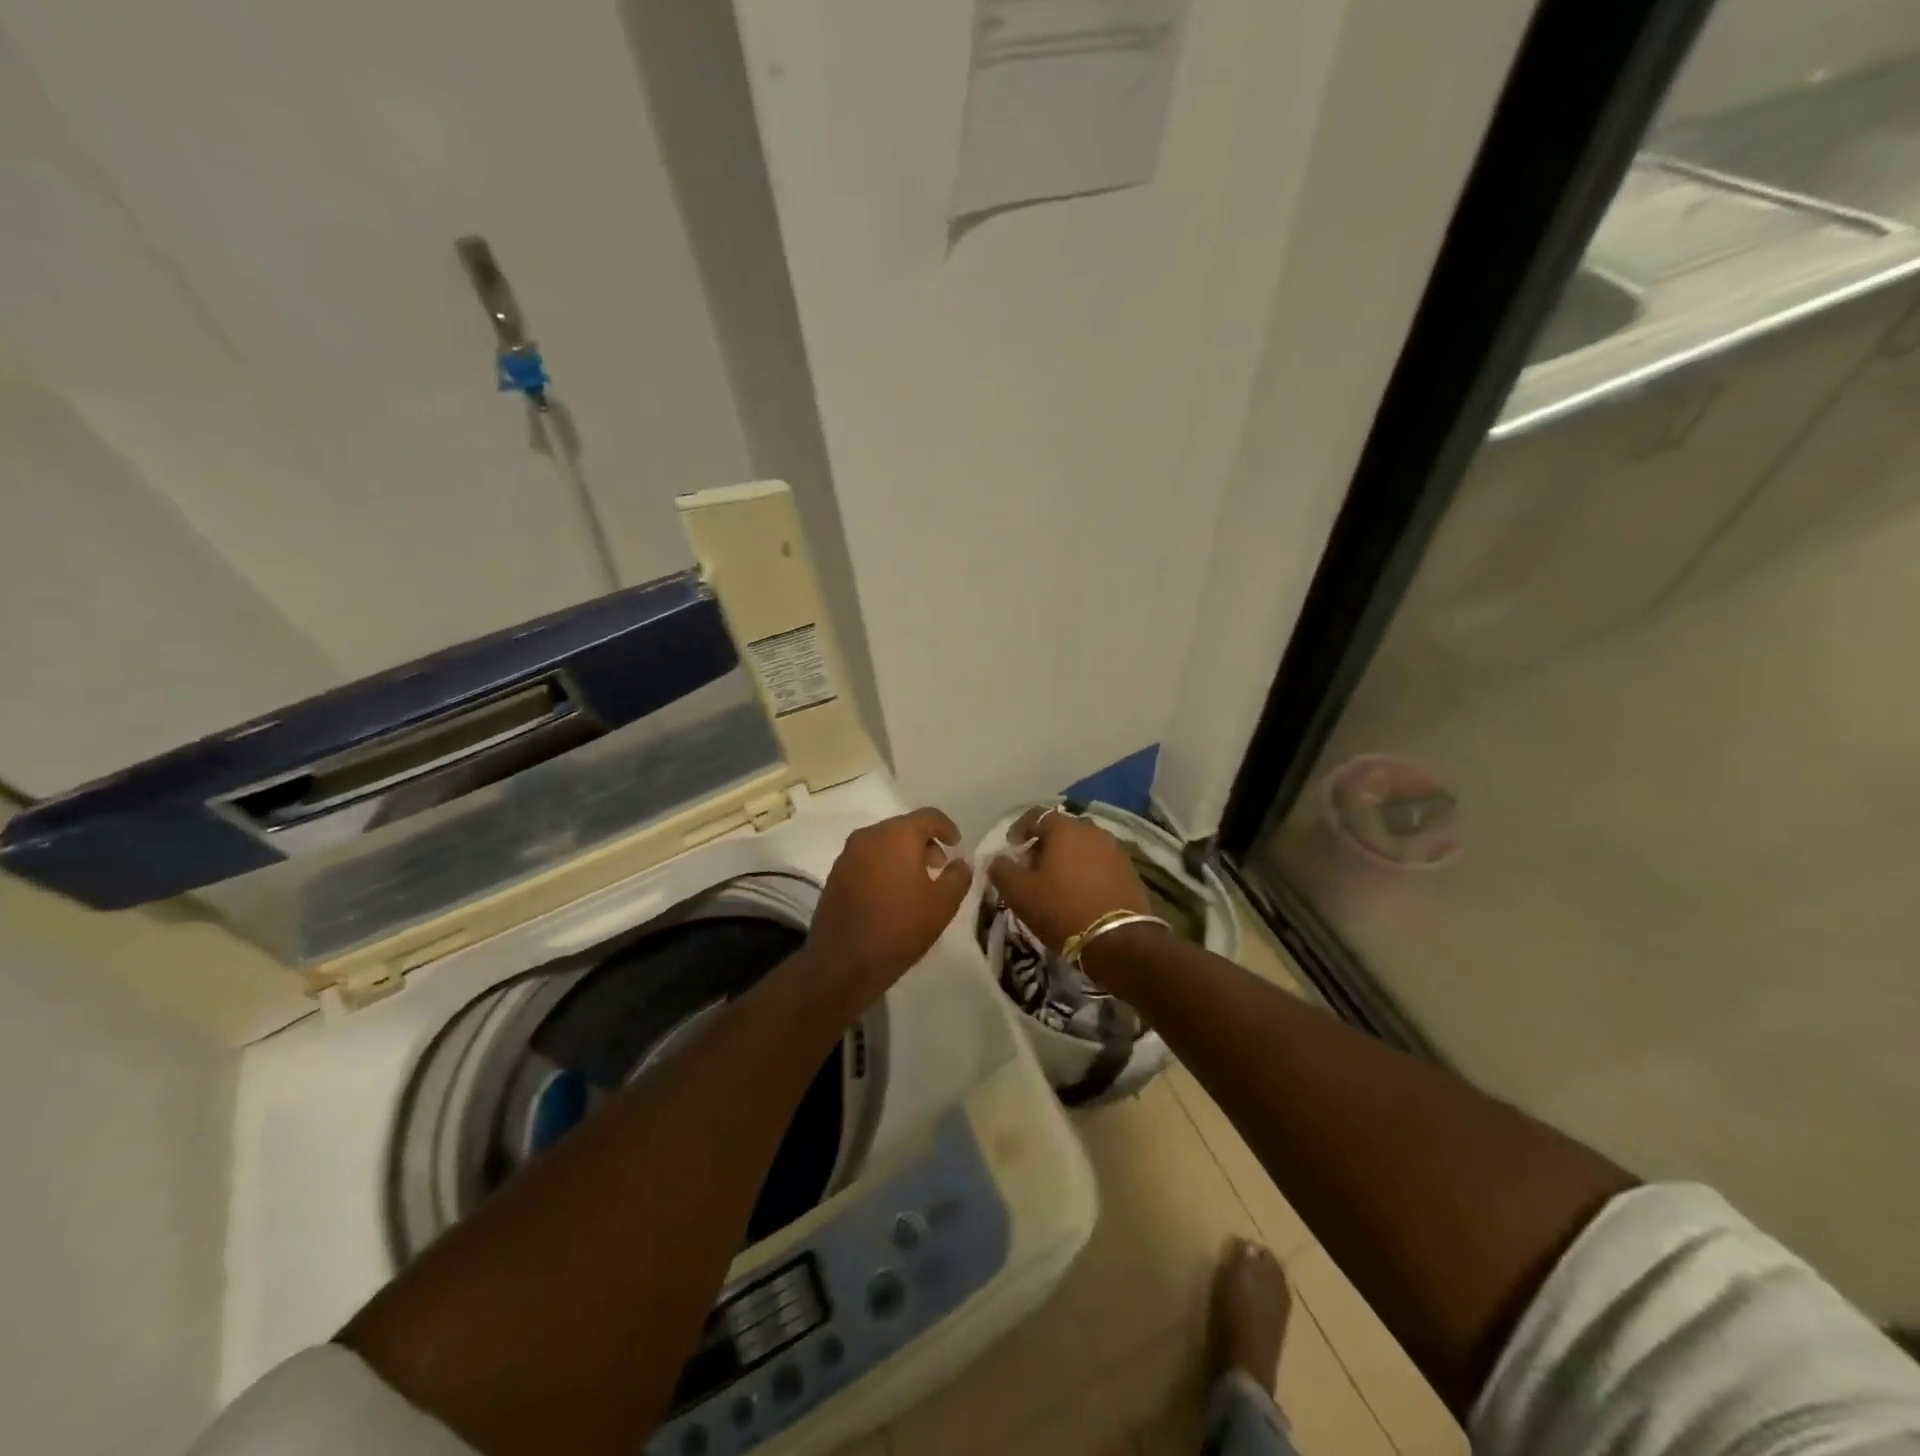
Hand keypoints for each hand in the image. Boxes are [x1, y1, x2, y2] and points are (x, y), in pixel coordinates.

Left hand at [805, 808, 971, 1004]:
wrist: (842, 963)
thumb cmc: (899, 928)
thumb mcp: (943, 904)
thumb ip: (958, 876)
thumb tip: (960, 863)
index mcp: (896, 835)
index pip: (928, 816)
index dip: (947, 827)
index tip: (957, 845)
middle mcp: (869, 836)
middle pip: (903, 827)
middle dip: (925, 842)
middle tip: (939, 866)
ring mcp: (847, 855)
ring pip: (883, 843)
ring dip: (903, 854)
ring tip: (917, 882)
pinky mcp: (835, 875)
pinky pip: (867, 859)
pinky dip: (884, 866)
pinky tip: (892, 893)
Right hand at [986, 806, 1152, 958]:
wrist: (1118, 941)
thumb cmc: (1062, 909)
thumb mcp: (1019, 893)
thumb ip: (1002, 870)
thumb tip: (997, 859)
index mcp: (1064, 828)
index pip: (1036, 815)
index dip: (1020, 829)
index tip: (1011, 847)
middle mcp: (1092, 830)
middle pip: (1062, 830)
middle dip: (1044, 845)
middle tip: (1032, 868)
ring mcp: (1115, 850)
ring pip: (1083, 846)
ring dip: (1067, 858)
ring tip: (1057, 882)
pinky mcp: (1130, 871)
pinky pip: (1100, 863)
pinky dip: (1087, 871)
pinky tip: (1080, 892)